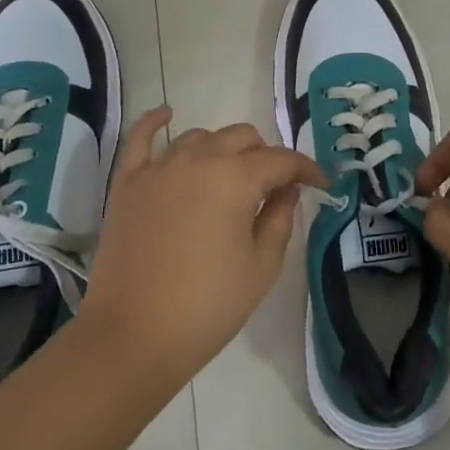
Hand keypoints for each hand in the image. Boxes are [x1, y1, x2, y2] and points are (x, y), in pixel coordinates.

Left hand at [78, 108, 324, 385]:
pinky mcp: (129, 181)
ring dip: (222, 149)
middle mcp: (199, 158)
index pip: (281, 160)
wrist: (133, 336)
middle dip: (265, 157)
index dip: (306, 169)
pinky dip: (155, 122)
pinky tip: (167, 114)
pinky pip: (140, 138)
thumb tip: (286, 189)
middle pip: (242, 138)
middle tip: (274, 188)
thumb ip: (280, 218)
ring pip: (200, 137)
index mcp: (236, 178)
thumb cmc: (207, 306)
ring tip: (229, 176)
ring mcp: (159, 166)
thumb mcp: (261, 267)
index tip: (321, 184)